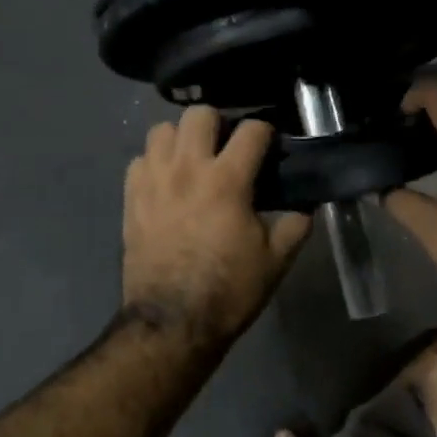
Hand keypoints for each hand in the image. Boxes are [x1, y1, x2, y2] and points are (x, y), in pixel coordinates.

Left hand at [122, 107, 311, 346]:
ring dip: (181, 138)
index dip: (266, 132)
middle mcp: (187, 169)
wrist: (172, 322)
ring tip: (194, 159)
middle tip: (227, 147)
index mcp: (227, 180)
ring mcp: (153, 181)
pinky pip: (139, 160)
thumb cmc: (228, 290)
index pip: (251, 129)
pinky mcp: (131, 198)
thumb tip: (305, 207)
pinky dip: (155, 162)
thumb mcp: (275, 261)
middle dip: (219, 123)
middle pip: (198, 114)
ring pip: (162, 130)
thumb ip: (295, 226)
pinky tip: (167, 182)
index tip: (270, 146)